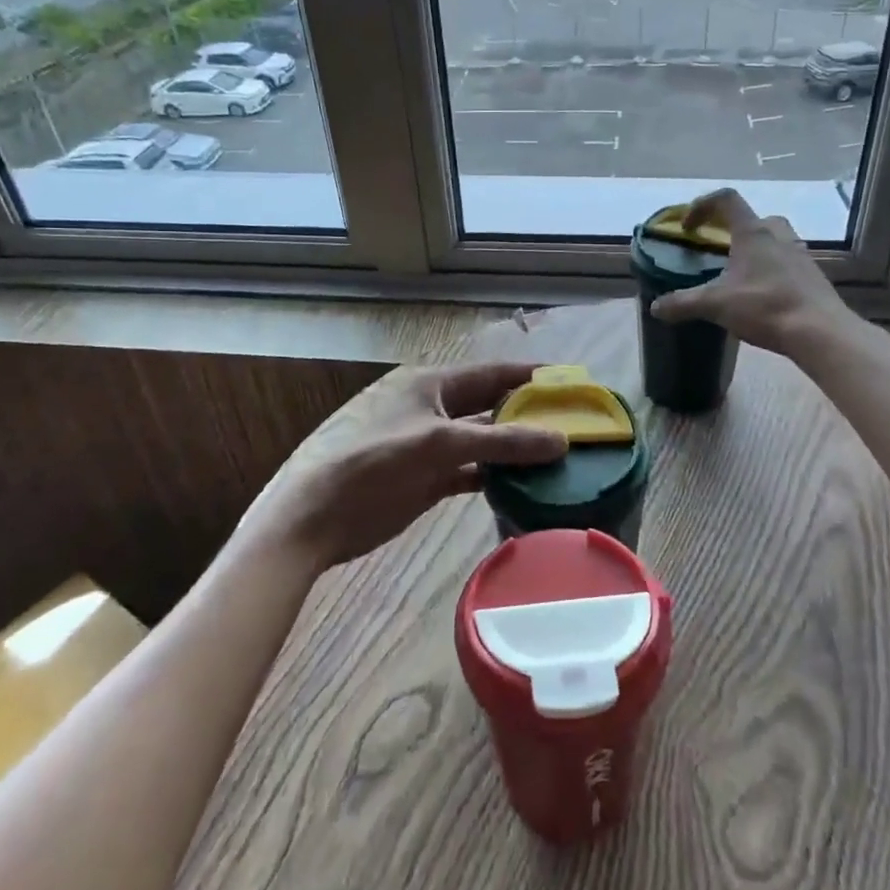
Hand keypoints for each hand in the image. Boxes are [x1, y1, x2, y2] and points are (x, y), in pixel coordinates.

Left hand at [235, 362, 567, 572]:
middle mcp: (432, 409)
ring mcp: (428, 446)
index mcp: (430, 384)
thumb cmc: (374, 462)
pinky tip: (524, 486)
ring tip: (559, 458)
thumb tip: (560, 440)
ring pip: (482, 441)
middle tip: (573, 424)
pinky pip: (470, 471)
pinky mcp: (425, 479)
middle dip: (527, 414)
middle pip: (489, 406)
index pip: (491, 373)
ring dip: (514, 449)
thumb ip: (501, 442)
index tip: (569, 381)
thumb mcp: (439, 445)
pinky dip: (495, 477)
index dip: (529, 376)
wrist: (316, 516)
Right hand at [649, 188, 850, 355]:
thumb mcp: (715, 305)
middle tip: (719, 249)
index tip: (688, 227)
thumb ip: (682, 303)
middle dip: (733, 229)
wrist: (820, 332)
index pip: (726, 199)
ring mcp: (800, 254)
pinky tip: (762, 294)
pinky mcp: (812, 276)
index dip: (702, 206)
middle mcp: (779, 235)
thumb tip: (655, 307)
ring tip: (739, 273)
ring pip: (775, 239)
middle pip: (755, 218)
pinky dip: (772, 269)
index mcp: (753, 233)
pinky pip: (788, 262)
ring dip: (756, 249)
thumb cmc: (765, 306)